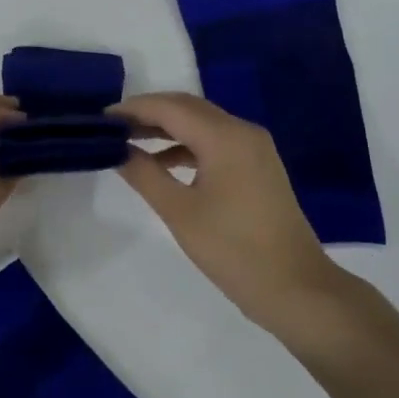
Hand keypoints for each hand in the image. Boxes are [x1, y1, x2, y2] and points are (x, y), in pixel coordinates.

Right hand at [114, 92, 346, 339]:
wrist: (297, 290)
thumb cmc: (234, 251)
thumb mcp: (180, 212)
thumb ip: (145, 174)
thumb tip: (117, 149)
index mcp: (225, 136)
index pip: (169, 107)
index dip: (133, 109)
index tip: (101, 118)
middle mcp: (242, 131)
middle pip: (186, 108)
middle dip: (148, 113)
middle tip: (111, 127)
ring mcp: (254, 148)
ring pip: (201, 123)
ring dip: (166, 128)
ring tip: (130, 142)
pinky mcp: (257, 166)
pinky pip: (215, 141)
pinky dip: (186, 146)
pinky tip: (163, 163)